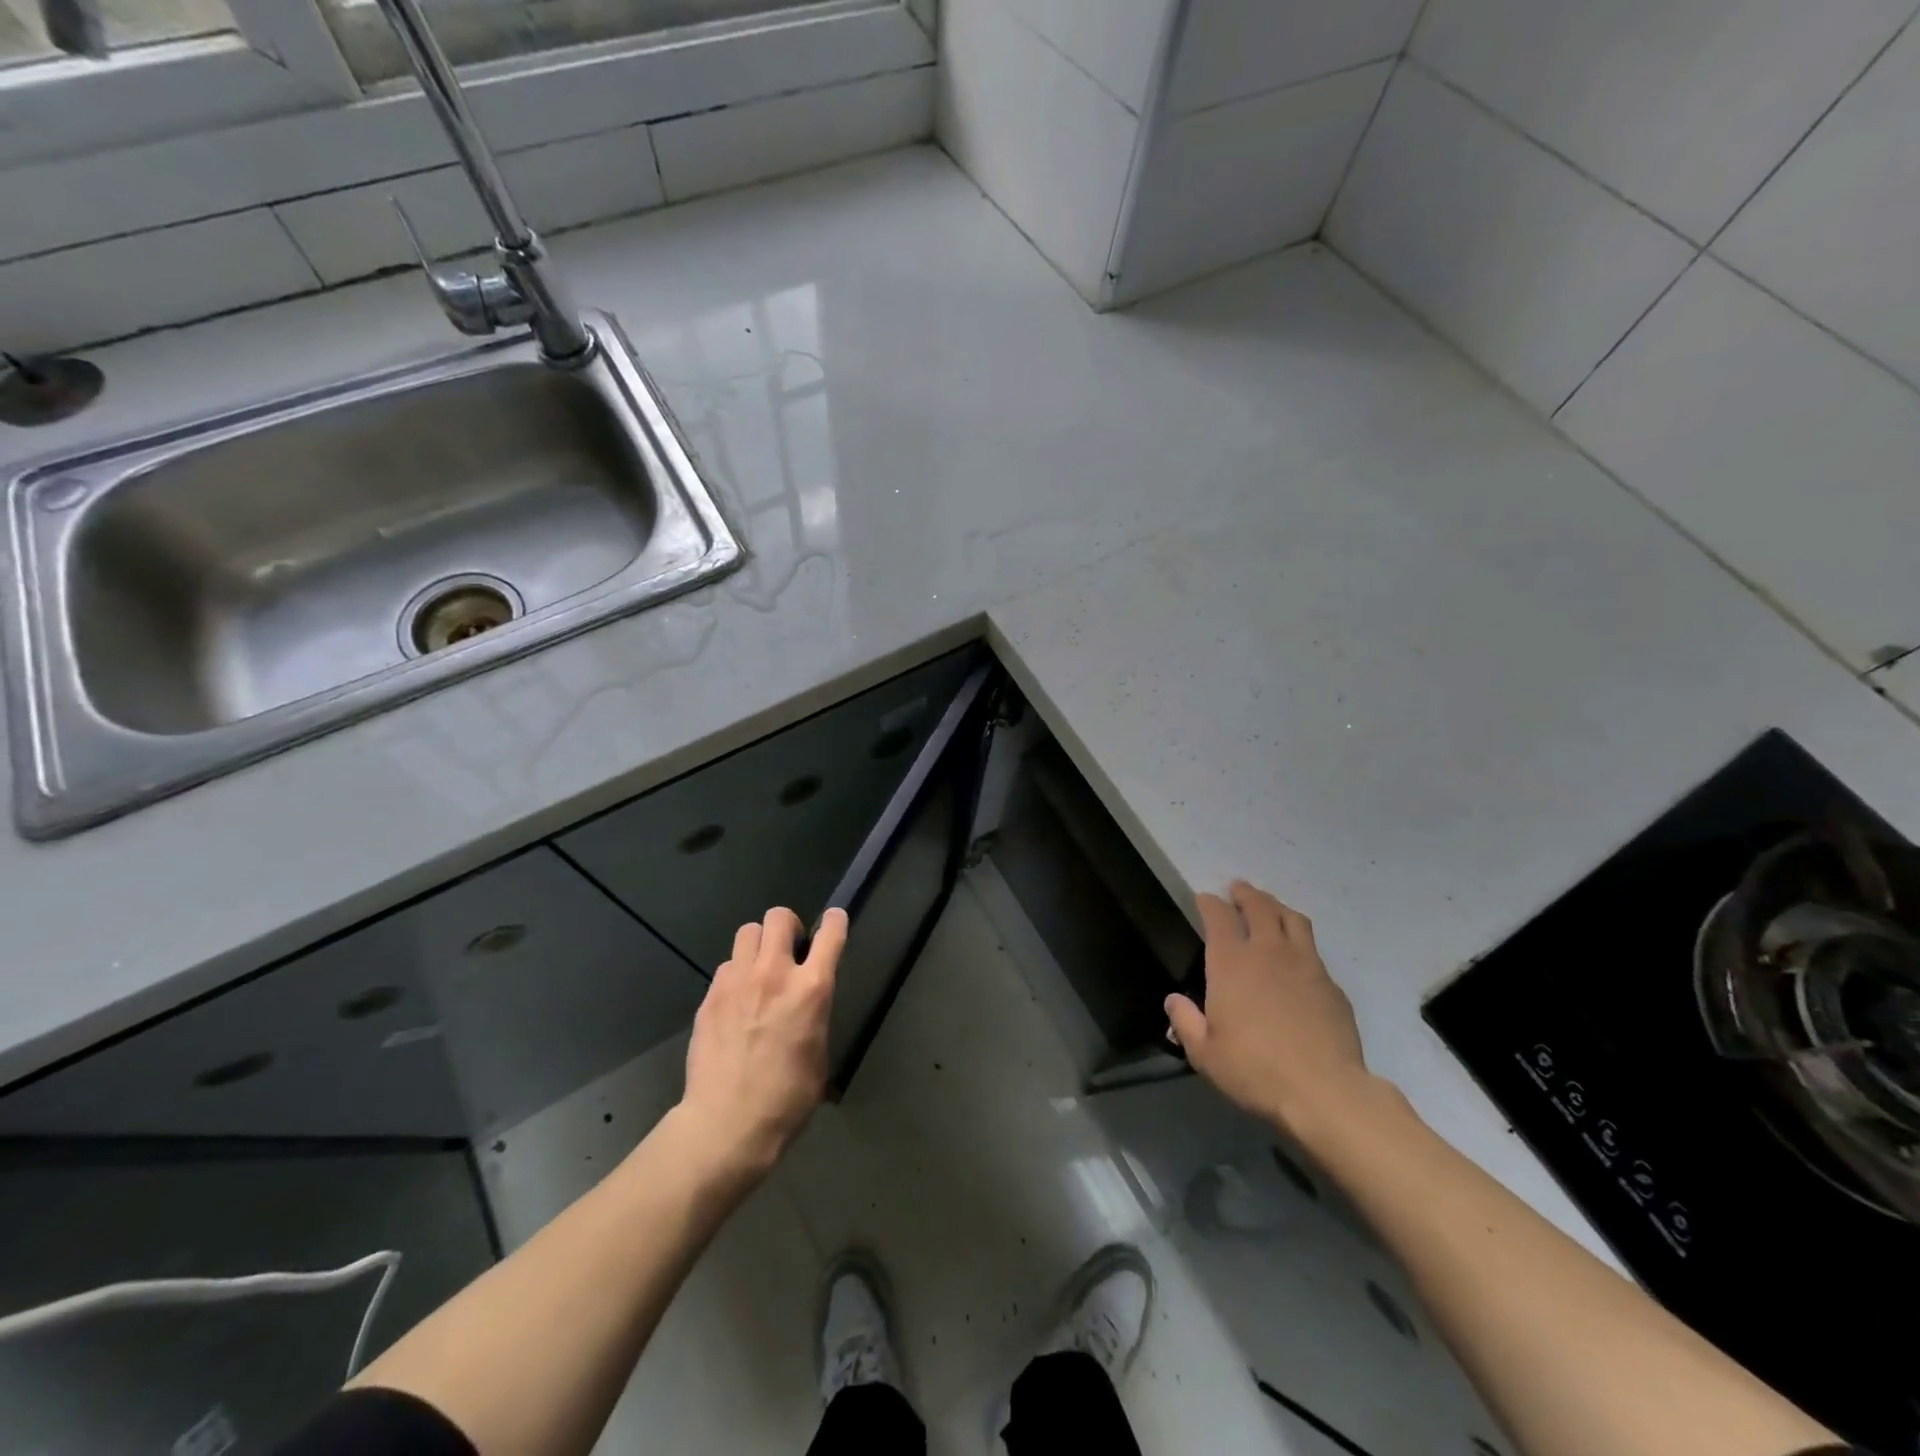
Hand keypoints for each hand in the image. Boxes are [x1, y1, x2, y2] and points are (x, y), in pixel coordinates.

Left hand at [678, 906, 845, 1178]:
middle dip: (788, 926)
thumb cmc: (786, 1099)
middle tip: (789, 950)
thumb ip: (814, 1014)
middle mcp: (774, 974)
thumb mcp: (819, 1053)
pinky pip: (726, 967)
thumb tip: (807, 1003)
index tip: (834, 921)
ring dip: (758, 945)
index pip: (830, 934)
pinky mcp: (710, 997)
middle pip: (778, 917)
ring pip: (747, 932)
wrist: (726, 1125)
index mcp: (810, 989)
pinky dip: (736, 975)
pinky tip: (736, 1002)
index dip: (835, 922)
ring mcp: (737, 982)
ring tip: (759, 971)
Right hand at [1166, 882, 1374, 1136]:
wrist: (1324, 1092)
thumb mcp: (1205, 1054)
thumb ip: (1186, 1022)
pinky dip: (1299, 942)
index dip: (1209, 903)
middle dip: (1245, 893)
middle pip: (1259, 907)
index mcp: (1231, 963)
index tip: (1204, 898)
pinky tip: (1297, 956)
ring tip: (1269, 906)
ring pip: (1292, 919)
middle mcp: (1268, 952)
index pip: (1218, 916)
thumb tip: (1173, 1000)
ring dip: (1276, 906)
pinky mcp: (1331, 985)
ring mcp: (1305, 965)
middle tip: (1238, 889)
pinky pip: (1313, 950)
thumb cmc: (1255, 1070)